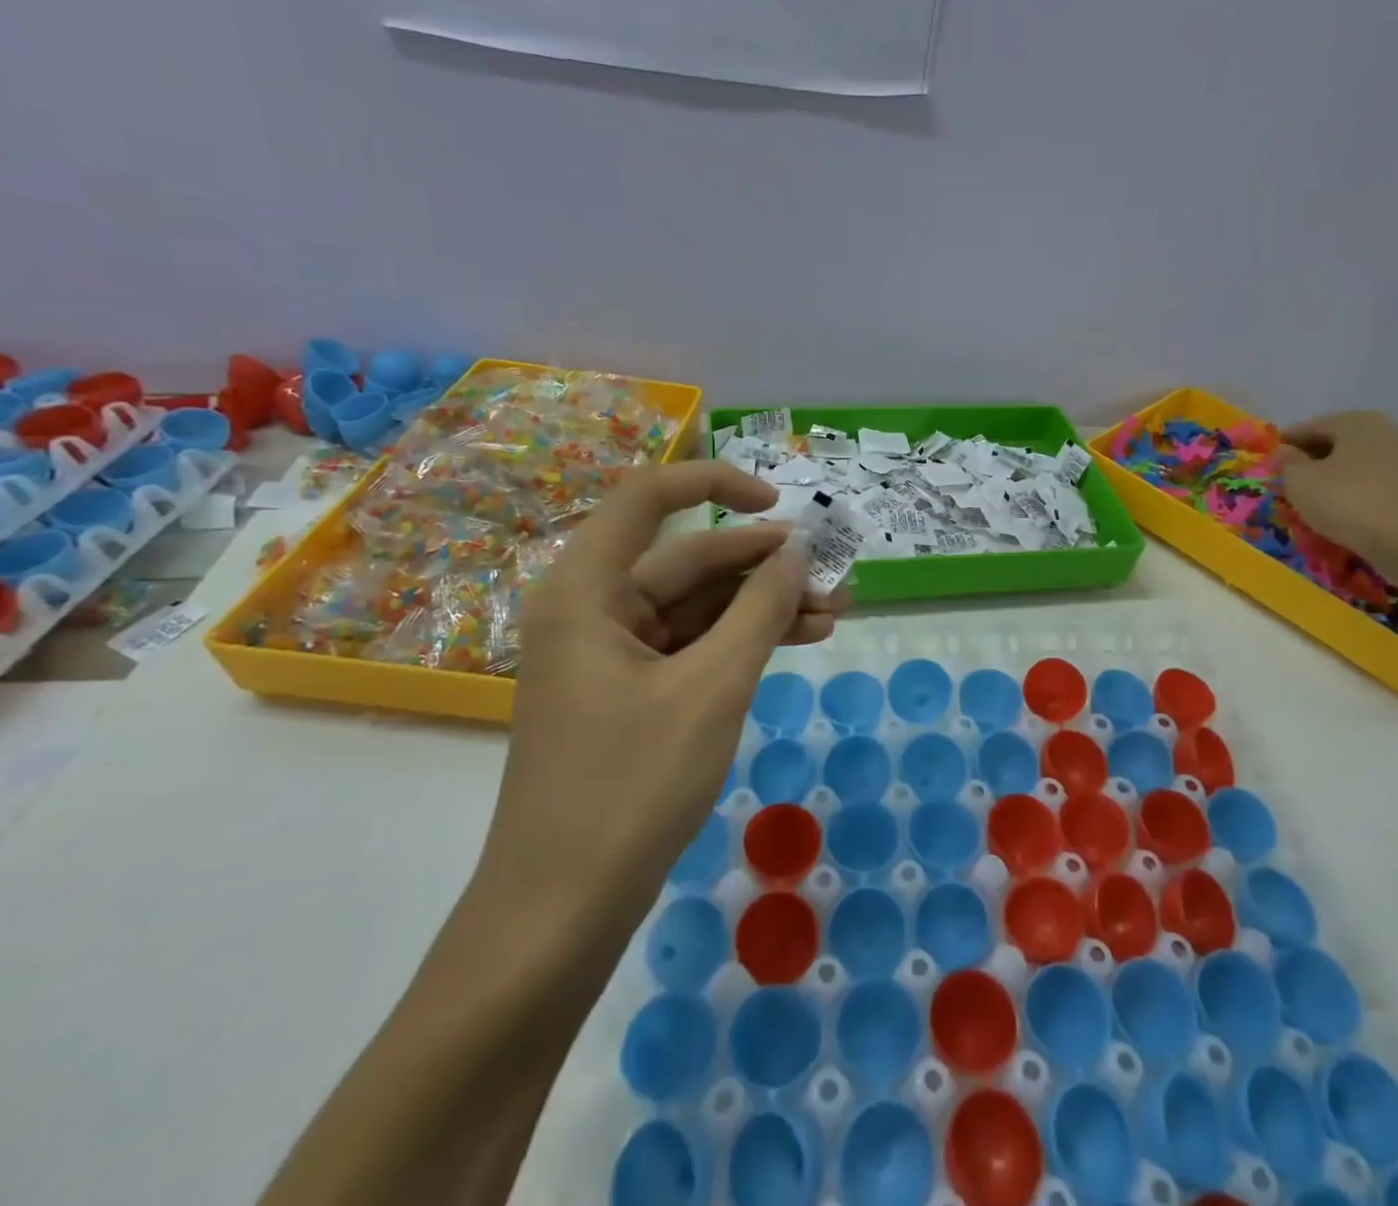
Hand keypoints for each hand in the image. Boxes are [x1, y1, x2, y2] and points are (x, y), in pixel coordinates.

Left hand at [482, 462, 847, 903]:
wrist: (562, 913)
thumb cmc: (631, 787)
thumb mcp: (712, 688)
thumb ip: (760, 610)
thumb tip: (798, 553)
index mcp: (587, 589)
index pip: (650, 497)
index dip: (717, 484)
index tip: (779, 502)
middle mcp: (593, 609)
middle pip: (688, 561)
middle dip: (765, 567)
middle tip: (834, 579)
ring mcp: (610, 655)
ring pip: (698, 608)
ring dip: (763, 608)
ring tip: (835, 615)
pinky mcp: (629, 693)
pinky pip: (693, 647)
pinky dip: (742, 643)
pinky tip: (798, 643)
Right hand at [1274, 411, 1397, 561]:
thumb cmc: (1347, 501)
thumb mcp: (1299, 481)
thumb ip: (1287, 462)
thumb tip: (1285, 452)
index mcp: (1357, 421)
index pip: (1311, 426)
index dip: (1287, 442)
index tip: (1270, 459)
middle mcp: (1389, 431)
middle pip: (1340, 442)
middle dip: (1314, 458)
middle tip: (1291, 479)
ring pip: (1360, 463)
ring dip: (1338, 476)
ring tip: (1317, 497)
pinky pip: (1378, 483)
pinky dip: (1359, 491)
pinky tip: (1346, 509)